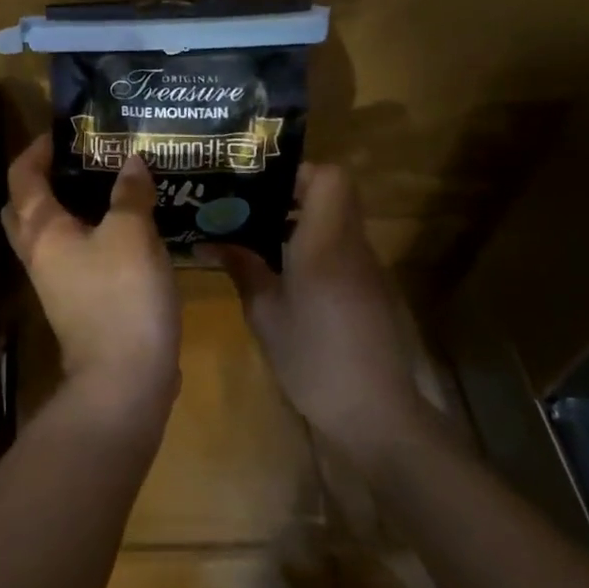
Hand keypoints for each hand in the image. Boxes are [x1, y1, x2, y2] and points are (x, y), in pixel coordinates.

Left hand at [2, 135, 181, 419]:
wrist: (124, 380)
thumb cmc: (121, 296)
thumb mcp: (133, 235)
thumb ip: (130, 194)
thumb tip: (130, 160)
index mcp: (42, 230)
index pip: (23, 176)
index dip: (37, 149)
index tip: (62, 133)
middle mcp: (38, 253)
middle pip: (24, 207)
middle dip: (42, 179)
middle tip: (77, 160)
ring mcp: (53, 281)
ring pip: (47, 233)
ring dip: (65, 208)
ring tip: (102, 187)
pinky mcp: (74, 302)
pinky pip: (70, 255)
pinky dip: (85, 235)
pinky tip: (120, 228)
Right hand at [197, 164, 431, 470]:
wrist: (378, 415)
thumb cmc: (314, 357)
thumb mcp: (265, 313)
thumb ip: (242, 268)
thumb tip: (210, 242)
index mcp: (326, 242)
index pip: (330, 177)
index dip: (297, 172)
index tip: (261, 186)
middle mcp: (353, 246)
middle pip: (333, 196)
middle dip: (291, 195)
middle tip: (248, 209)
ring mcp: (368, 270)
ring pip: (337, 223)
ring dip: (301, 224)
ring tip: (258, 241)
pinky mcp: (372, 293)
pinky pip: (342, 251)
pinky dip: (314, 250)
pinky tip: (285, 277)